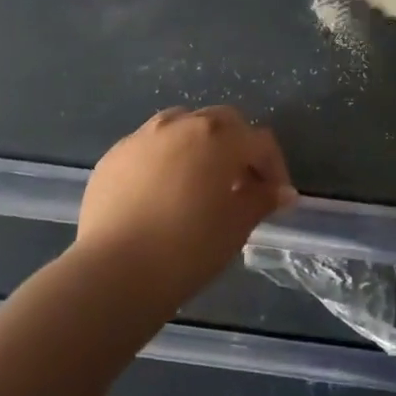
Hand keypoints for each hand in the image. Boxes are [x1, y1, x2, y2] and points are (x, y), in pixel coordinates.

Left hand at [74, 106, 296, 306]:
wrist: (113, 272)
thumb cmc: (187, 249)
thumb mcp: (235, 227)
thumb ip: (261, 200)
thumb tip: (282, 191)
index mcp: (218, 137)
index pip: (259, 142)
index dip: (274, 168)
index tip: (274, 198)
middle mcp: (181, 124)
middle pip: (221, 122)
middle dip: (237, 147)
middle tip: (240, 184)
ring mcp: (142, 136)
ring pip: (182, 126)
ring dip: (199, 146)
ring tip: (198, 182)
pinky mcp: (114, 155)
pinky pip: (149, 146)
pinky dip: (163, 160)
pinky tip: (160, 193)